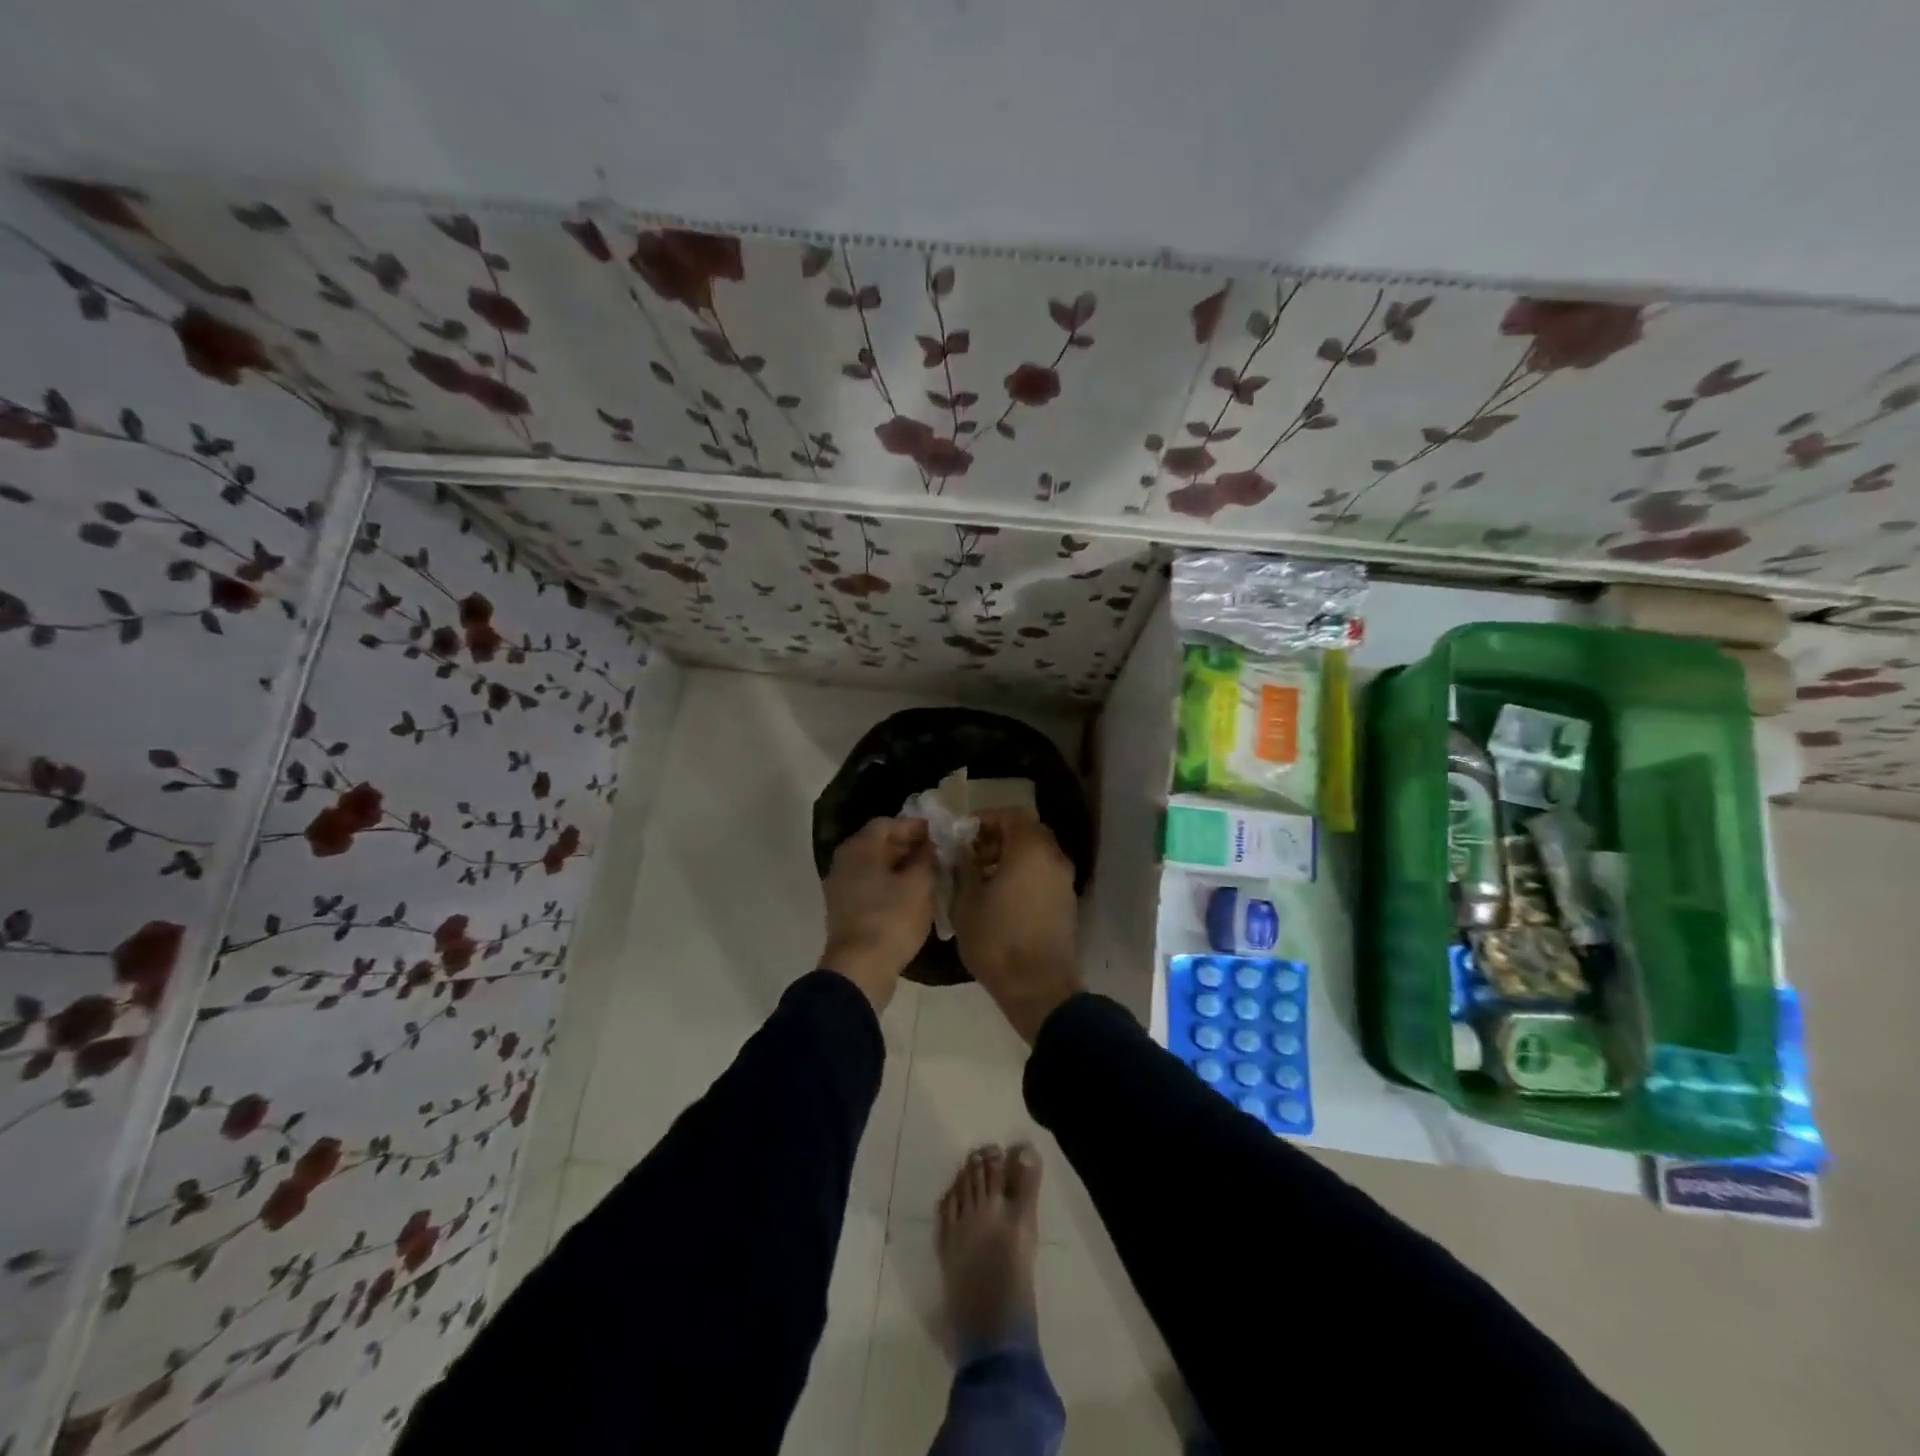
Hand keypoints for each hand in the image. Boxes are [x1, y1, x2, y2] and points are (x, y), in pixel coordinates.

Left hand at [820, 816, 935, 1011]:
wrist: (860, 969)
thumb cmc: (892, 919)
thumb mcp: (919, 884)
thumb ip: (927, 857)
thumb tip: (930, 843)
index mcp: (859, 848)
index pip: (888, 823)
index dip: (915, 826)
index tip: (939, 834)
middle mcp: (845, 862)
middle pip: (878, 843)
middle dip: (908, 846)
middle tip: (937, 853)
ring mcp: (841, 887)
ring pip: (875, 866)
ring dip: (901, 866)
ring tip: (929, 874)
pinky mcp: (845, 910)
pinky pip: (870, 886)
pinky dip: (890, 884)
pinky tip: (912, 896)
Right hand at [953, 811, 1083, 1042]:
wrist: (1038, 988)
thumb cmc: (997, 940)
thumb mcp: (966, 902)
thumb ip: (963, 867)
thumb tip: (963, 851)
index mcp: (1030, 849)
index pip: (1011, 814)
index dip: (986, 819)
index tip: (963, 834)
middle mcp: (1053, 858)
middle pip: (1027, 831)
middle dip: (998, 837)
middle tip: (972, 855)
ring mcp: (1064, 881)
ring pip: (1037, 854)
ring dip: (1012, 857)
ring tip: (983, 879)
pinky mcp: (1067, 903)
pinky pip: (1044, 874)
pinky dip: (1025, 874)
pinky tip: (1002, 898)